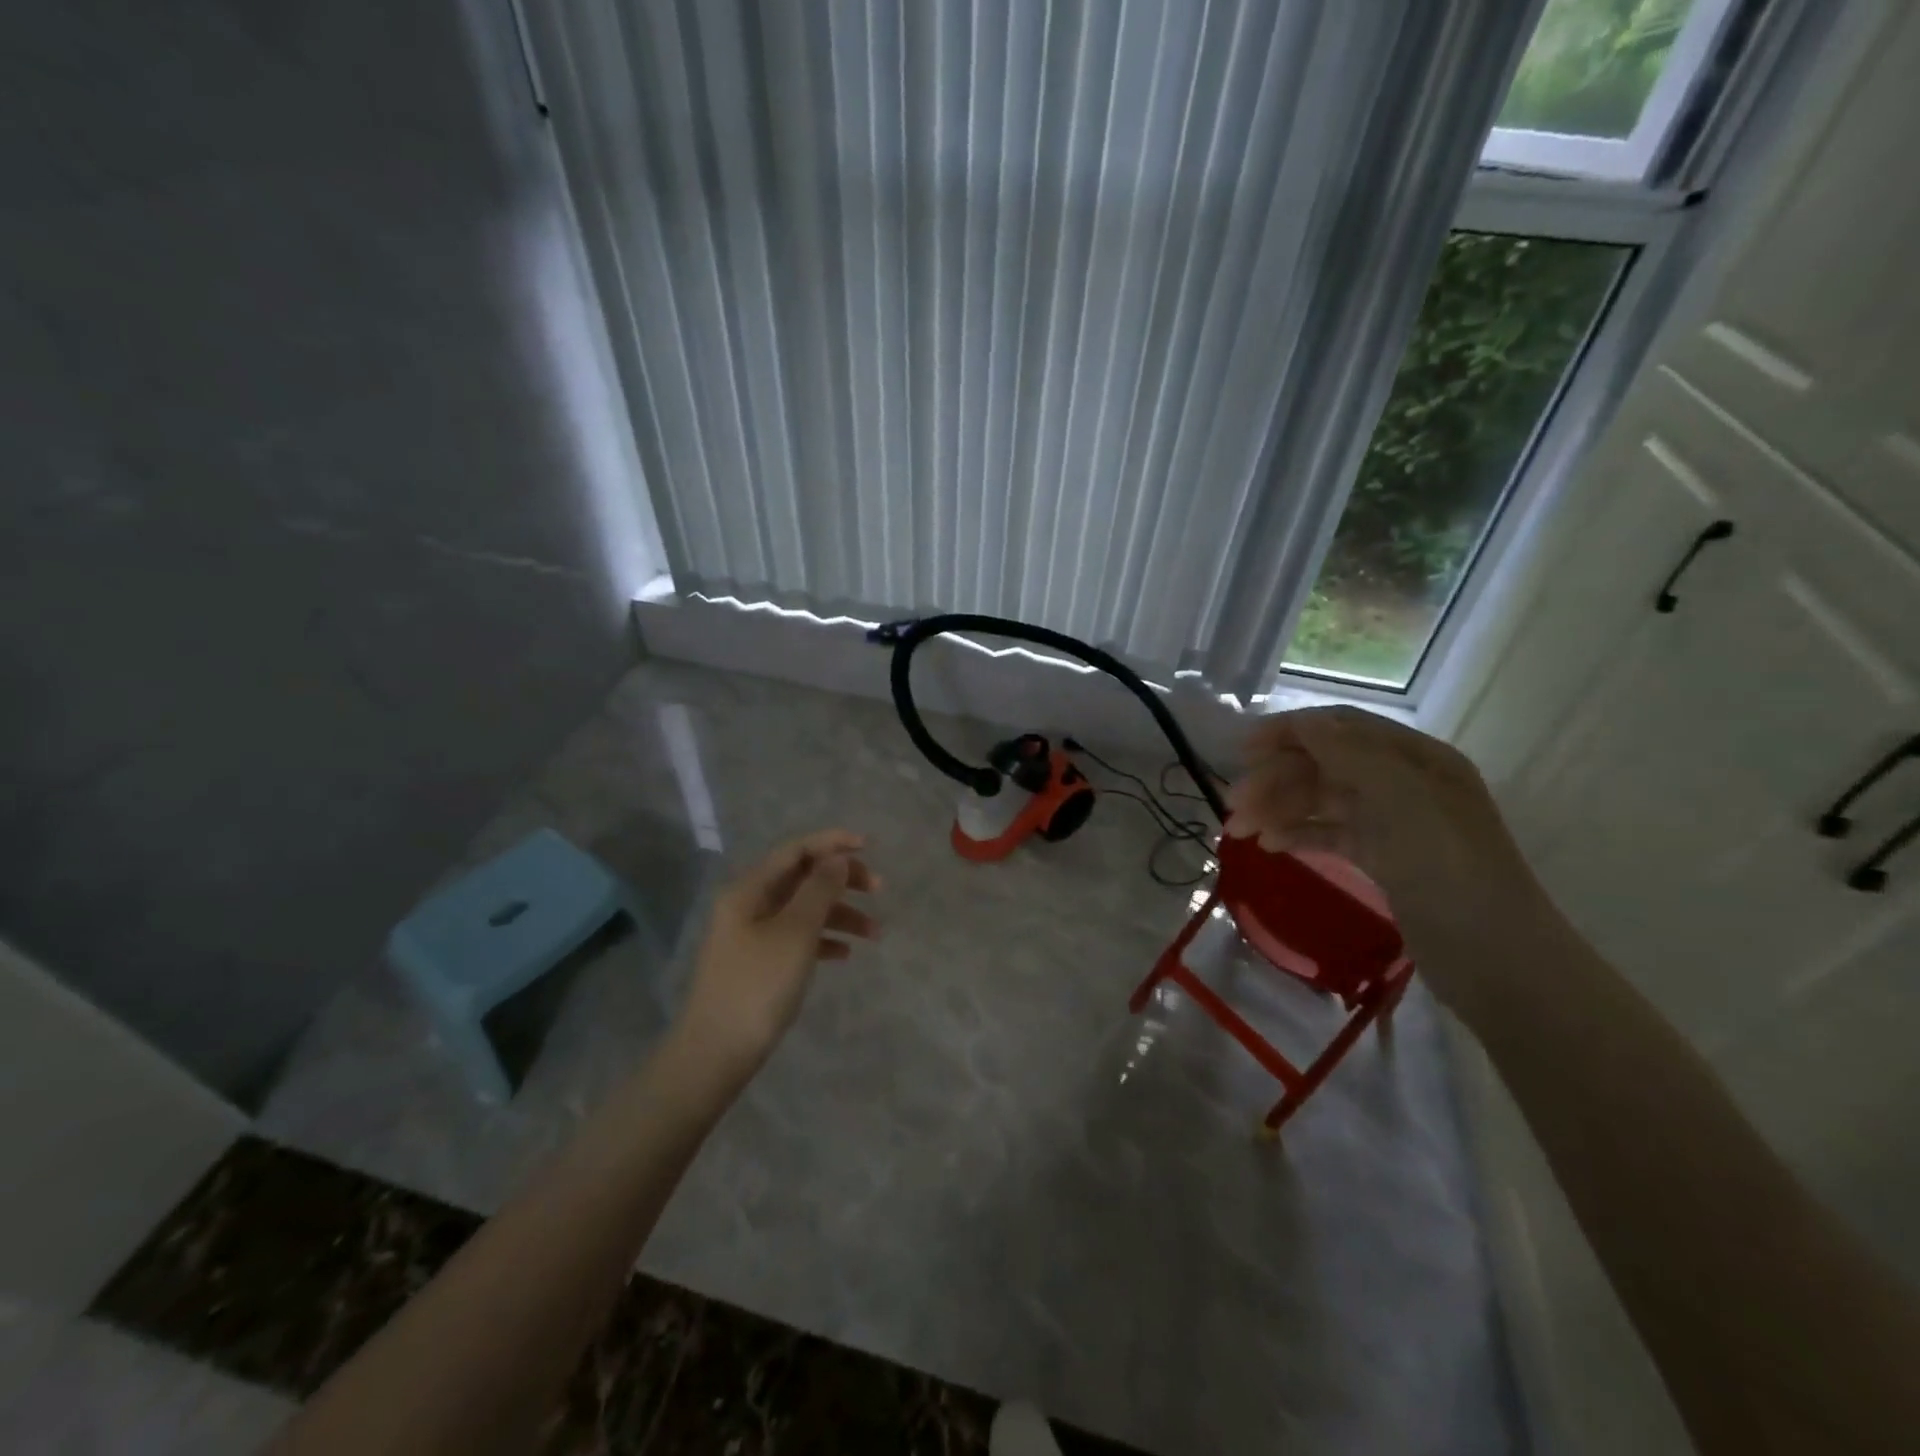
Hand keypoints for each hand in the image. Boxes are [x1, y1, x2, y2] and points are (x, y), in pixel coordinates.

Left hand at [674, 830, 879, 1072]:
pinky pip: (797, 938)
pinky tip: (845, 954)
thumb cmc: (758, 985)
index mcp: (749, 889)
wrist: (716, 1053)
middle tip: (878, 889)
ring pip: (804, 910)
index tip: (869, 847)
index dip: (832, 842)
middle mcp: (748, 905)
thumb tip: (837, 857)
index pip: (795, 850)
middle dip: (841, 879)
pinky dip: (823, 939)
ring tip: (875, 934)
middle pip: (801, 878)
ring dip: (840, 914)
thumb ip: (819, 889)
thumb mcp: (795, 933)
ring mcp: (752, 935)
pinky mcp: (759, 963)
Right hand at [1226, 708, 1549, 1000]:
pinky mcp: (1383, 859)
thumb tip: (1304, 721)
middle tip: (1232, 806)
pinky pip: (1329, 833)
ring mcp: (1393, 822)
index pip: (1340, 727)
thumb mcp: (1402, 800)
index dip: (1289, 732)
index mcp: (1416, 758)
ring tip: (1240, 832)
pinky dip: (1298, 834)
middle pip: (1324, 764)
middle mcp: (1403, 782)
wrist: (1496, 959)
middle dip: (1276, 779)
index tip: (1242, 752)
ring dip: (1278, 809)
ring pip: (1321, 801)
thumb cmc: (1450, 869)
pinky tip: (1270, 846)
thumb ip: (1351, 755)